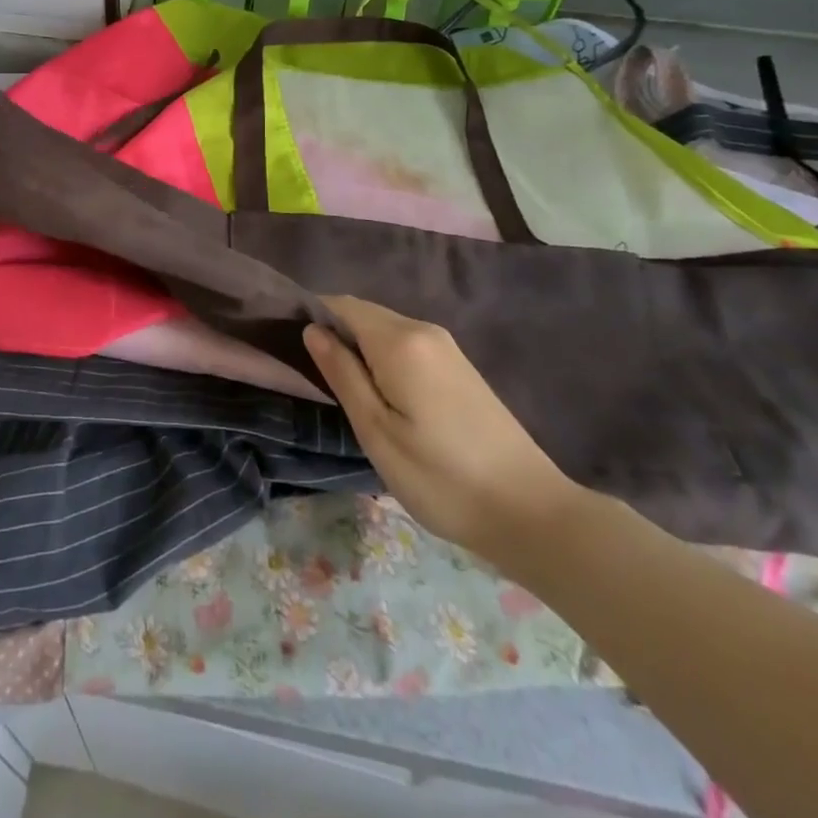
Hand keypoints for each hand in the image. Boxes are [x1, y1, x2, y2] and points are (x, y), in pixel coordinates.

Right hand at [305, 296, 579, 565]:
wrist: (530, 512)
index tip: (286, 345)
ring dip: (358, 348)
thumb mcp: (376, 431)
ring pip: (385, 330)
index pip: (341, 305)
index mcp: (400, 340)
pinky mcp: (459, 367)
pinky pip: (406, 345)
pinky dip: (382, 358)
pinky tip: (378, 393)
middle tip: (309, 374)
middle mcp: (424, 330)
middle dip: (334, 333)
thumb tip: (312, 330)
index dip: (312, 317)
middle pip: (364, 314)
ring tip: (339, 387)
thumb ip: (342, 373)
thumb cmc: (441, 477)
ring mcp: (446, 347)